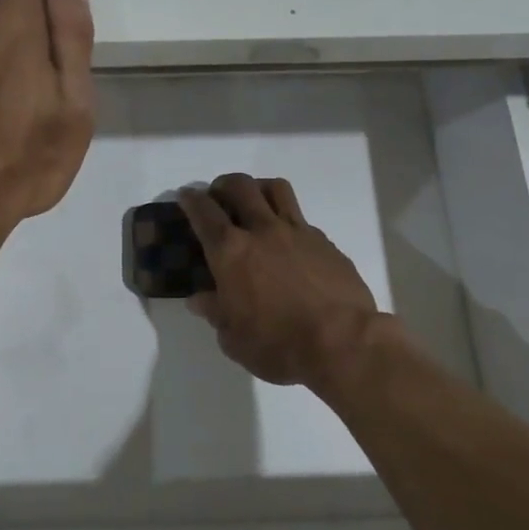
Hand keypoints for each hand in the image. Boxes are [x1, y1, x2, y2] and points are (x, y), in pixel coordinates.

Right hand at [179, 175, 381, 391]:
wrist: (342, 343)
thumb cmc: (278, 344)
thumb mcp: (234, 339)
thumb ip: (215, 313)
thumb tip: (200, 299)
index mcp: (230, 252)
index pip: (204, 212)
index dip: (191, 200)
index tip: (186, 195)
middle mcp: (262, 231)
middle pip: (240, 187)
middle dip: (223, 185)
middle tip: (218, 197)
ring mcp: (298, 232)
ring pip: (275, 189)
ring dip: (258, 188)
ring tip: (254, 202)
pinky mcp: (326, 243)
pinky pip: (301, 219)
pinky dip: (288, 222)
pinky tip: (288, 244)